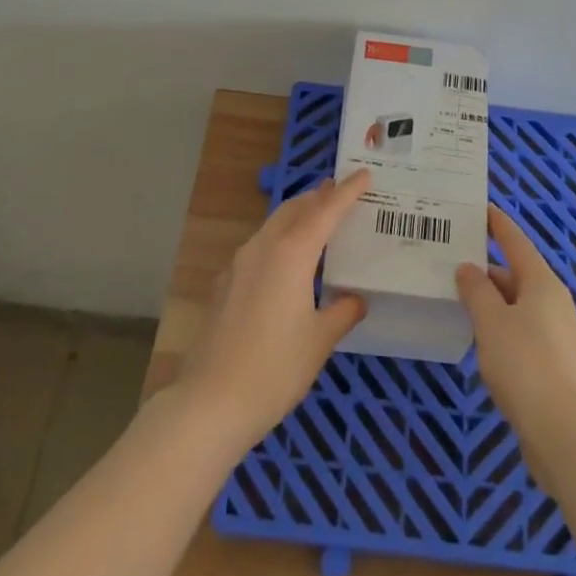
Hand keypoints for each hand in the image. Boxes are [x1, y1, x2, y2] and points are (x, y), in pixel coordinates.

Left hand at [176, 170, 370, 454]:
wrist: (210, 402)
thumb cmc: (274, 369)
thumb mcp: (319, 341)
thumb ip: (341, 312)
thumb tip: (355, 299)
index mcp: (292, 253)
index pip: (326, 210)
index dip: (347, 191)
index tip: (364, 173)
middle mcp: (263, 247)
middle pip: (295, 208)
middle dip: (319, 196)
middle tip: (341, 190)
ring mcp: (239, 263)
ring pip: (274, 224)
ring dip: (298, 214)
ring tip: (318, 217)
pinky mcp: (226, 283)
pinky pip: (260, 245)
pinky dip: (280, 237)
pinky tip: (287, 259)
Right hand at [456, 205, 575, 444]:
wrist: (566, 432)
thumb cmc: (525, 364)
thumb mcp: (491, 321)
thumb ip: (476, 291)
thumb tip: (469, 268)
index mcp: (542, 283)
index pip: (517, 242)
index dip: (498, 225)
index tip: (483, 209)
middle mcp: (555, 303)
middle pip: (518, 276)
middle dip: (488, 271)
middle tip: (455, 265)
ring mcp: (559, 336)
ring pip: (520, 308)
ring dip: (494, 303)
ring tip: (462, 303)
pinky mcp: (556, 367)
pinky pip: (524, 334)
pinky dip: (502, 330)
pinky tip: (483, 344)